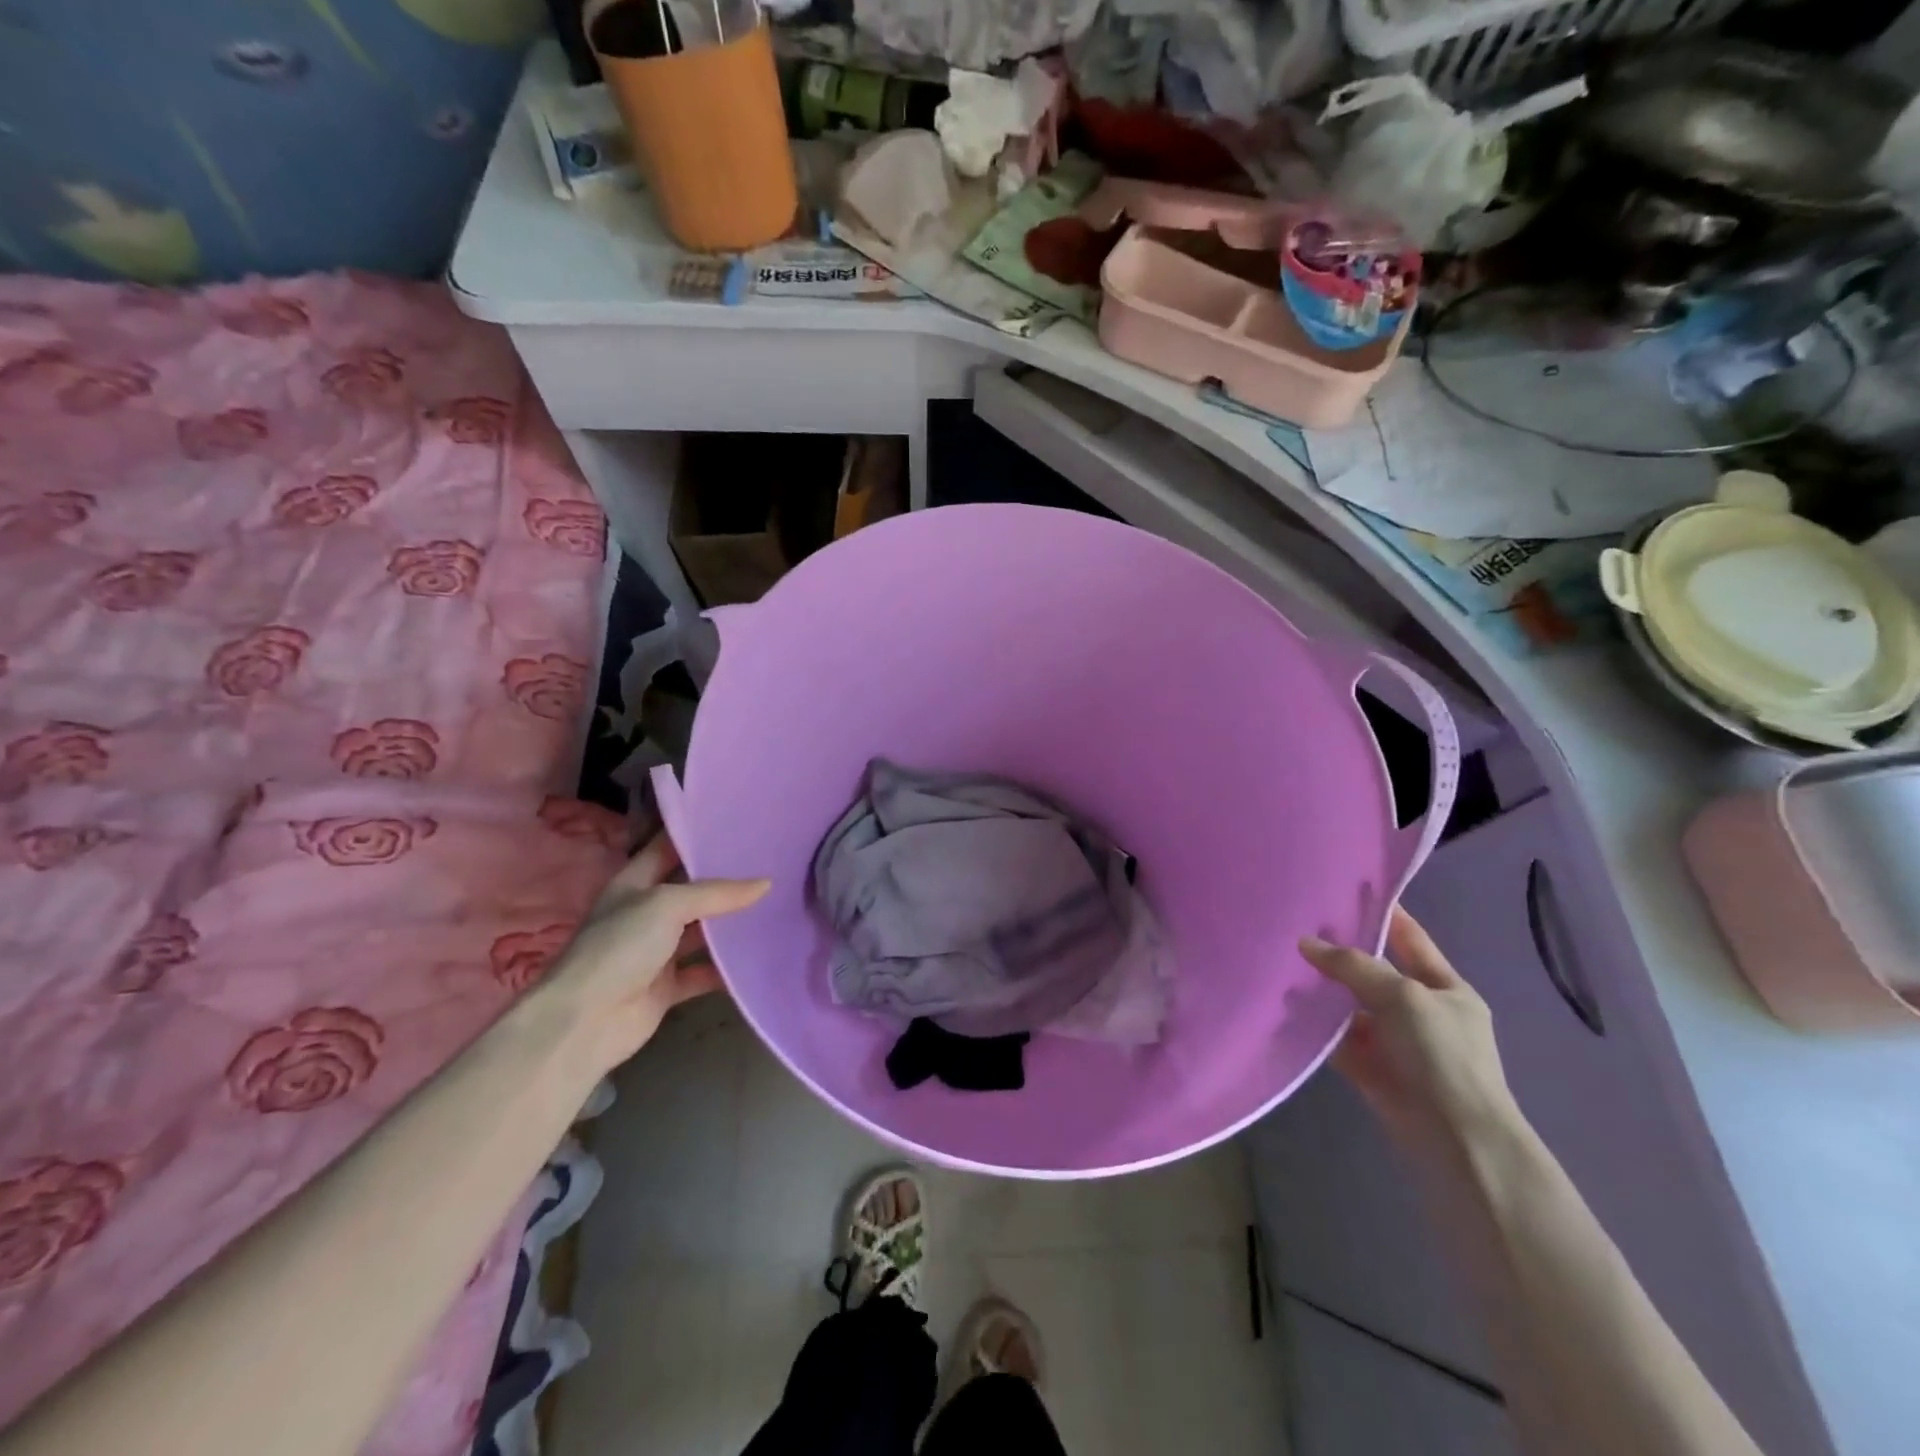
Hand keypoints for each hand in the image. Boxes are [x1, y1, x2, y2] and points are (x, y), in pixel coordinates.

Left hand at [534, 832, 768, 1072]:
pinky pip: (704, 972)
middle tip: (769, 860)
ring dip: (729, 923)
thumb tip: (766, 883)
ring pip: (700, 931)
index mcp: (634, 883)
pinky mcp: (667, 986)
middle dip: (724, 877)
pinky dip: (726, 969)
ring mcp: (655, 951)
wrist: (585, 1022)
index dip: (697, 833)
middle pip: (690, 889)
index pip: (668, 847)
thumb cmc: (619, 947)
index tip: (737, 821)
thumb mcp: (666, 904)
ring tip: (773, 904)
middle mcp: (645, 913)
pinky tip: (758, 956)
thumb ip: (716, 893)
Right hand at [1300, 907, 1520, 1157]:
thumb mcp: (1403, 996)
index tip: (1346, 889)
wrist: (1456, 1138)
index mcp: (1445, 987)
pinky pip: (1337, 1038)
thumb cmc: (1443, 1055)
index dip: (1383, 913)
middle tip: (1296, 926)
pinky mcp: (1371, 1068)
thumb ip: (1354, 966)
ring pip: (1350, 1005)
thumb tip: (1305, 943)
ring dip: (1322, 991)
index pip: (1410, 938)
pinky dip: (1316, 1026)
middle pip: (1373, 971)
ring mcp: (1395, 1041)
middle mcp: (1420, 1010)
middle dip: (1339, 953)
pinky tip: (1286, 1007)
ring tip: (1281, 963)